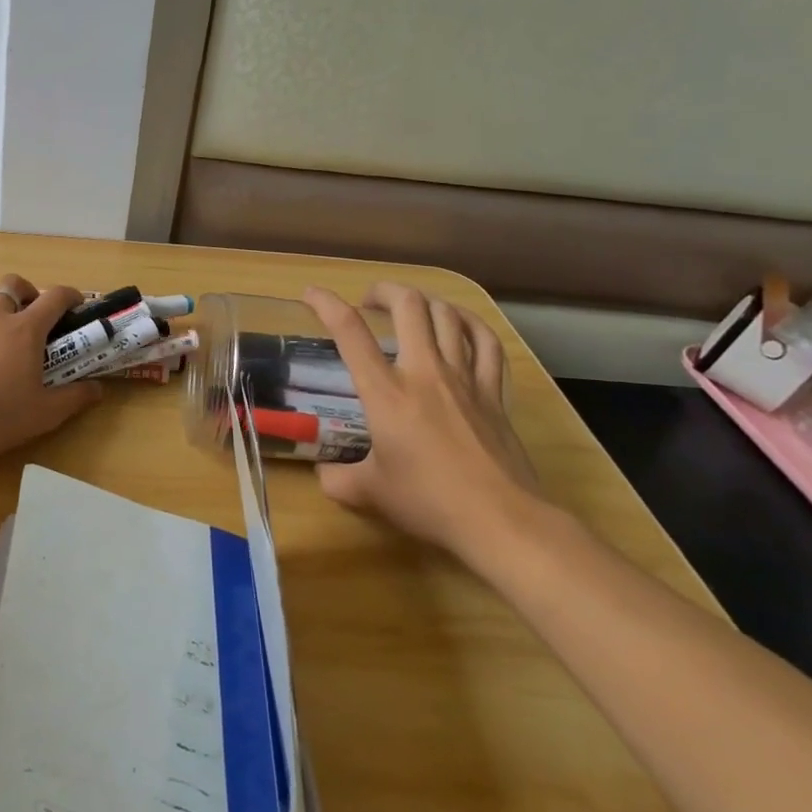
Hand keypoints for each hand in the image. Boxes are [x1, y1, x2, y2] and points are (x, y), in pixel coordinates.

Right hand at [303, 282, 542, 561]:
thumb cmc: (429, 503)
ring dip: (424, 301)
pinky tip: (460, 323)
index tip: (311, 294)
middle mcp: (424, 372)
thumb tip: (323, 472)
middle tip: (369, 301)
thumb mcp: (370, 493)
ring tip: (410, 308)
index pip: (350, 333)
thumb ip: (337, 478)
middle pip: (408, 305)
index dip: (327, 304)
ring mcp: (464, 377)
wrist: (500, 520)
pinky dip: (470, 323)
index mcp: (386, 393)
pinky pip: (486, 342)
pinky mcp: (493, 391)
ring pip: (447, 315)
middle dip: (384, 291)